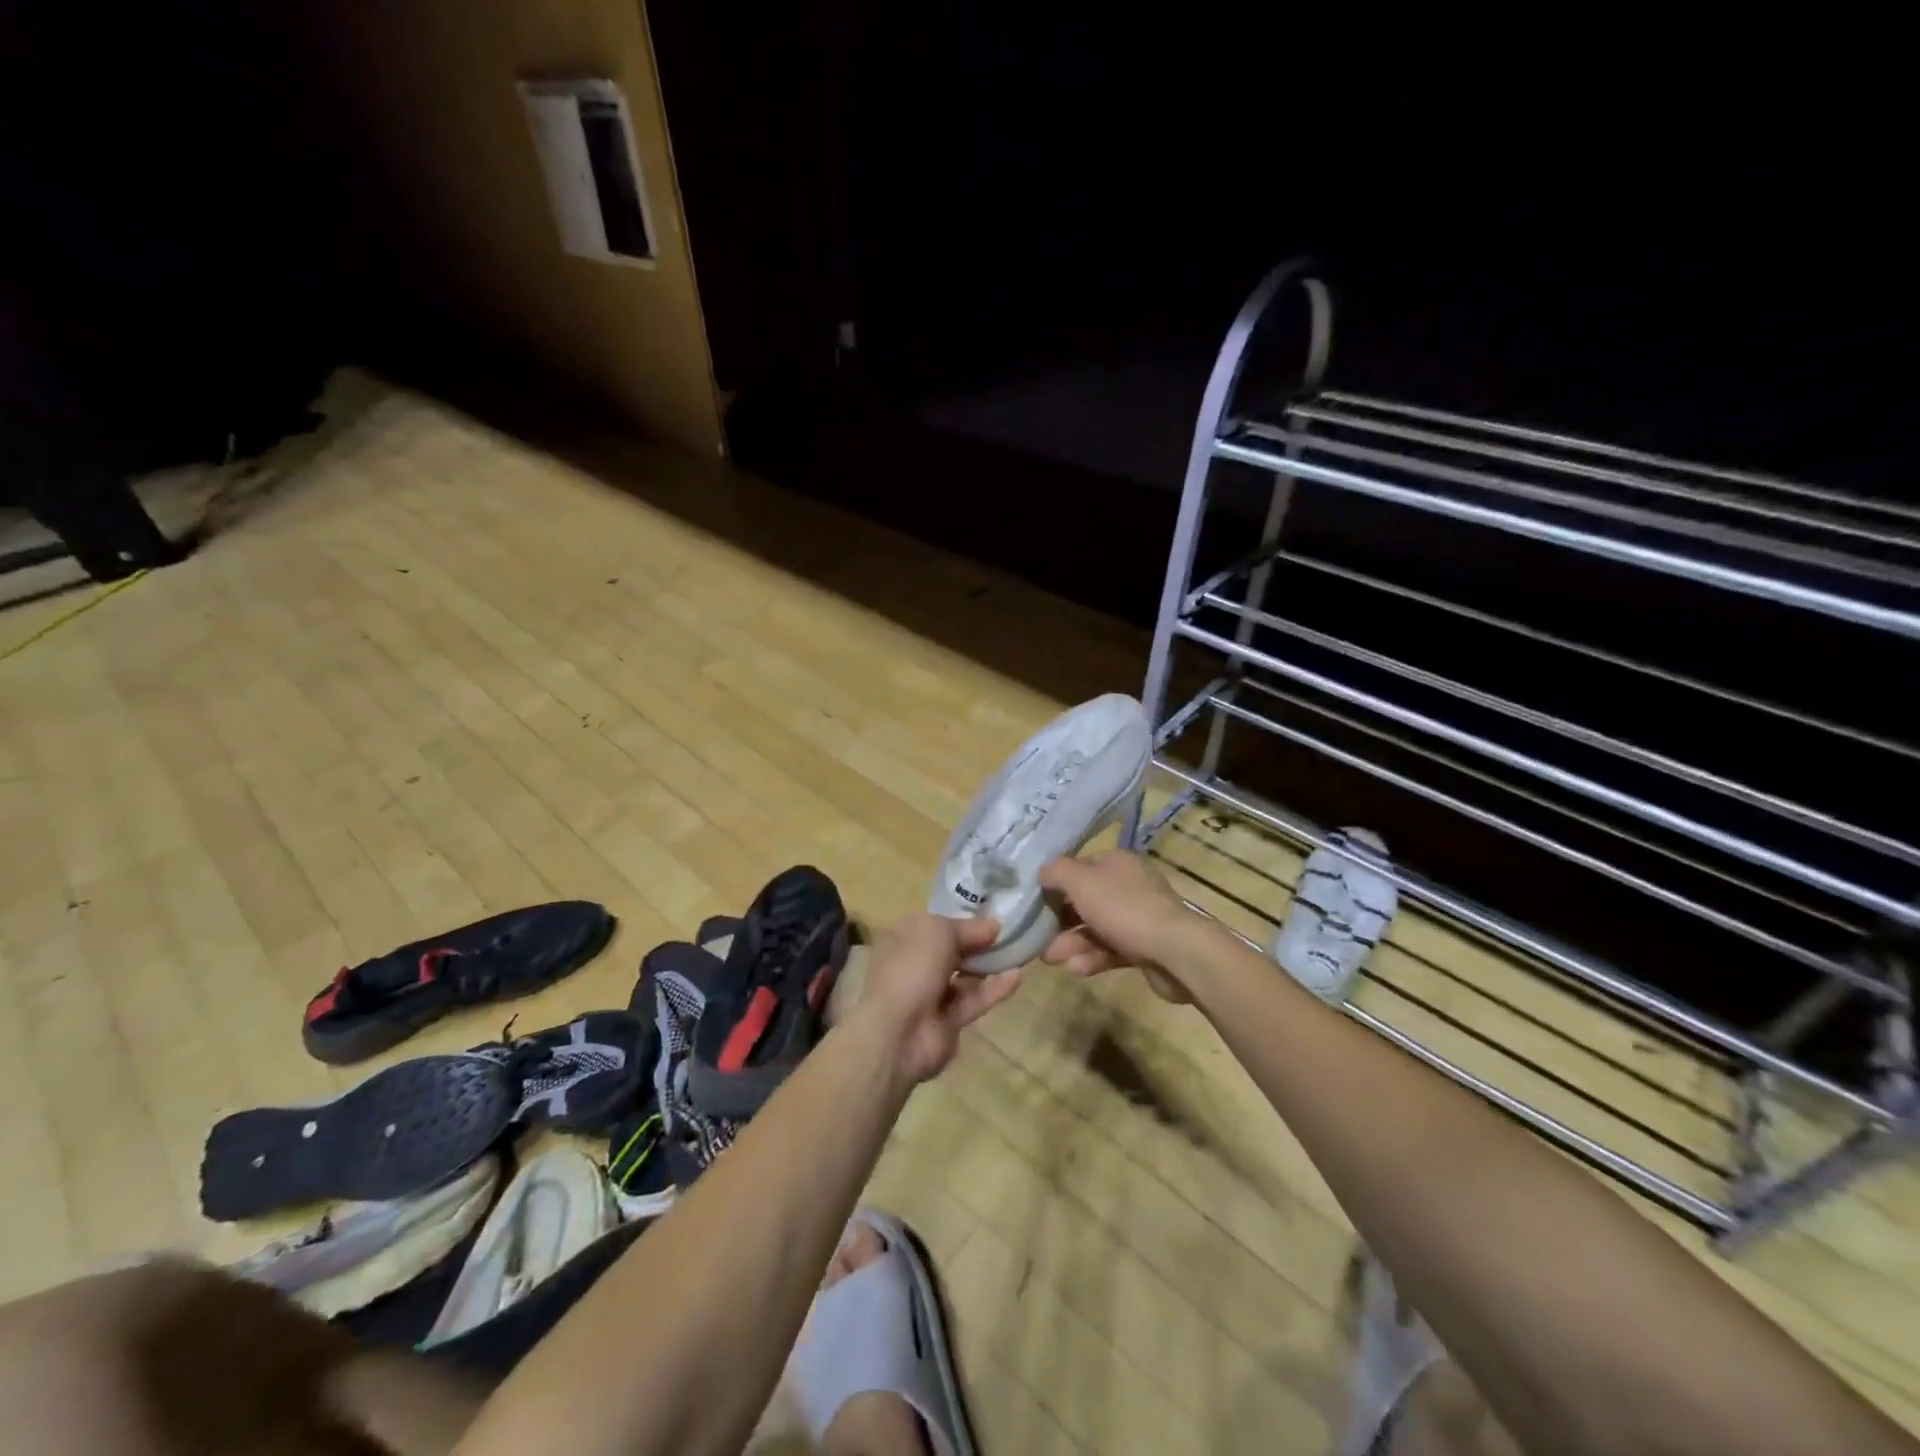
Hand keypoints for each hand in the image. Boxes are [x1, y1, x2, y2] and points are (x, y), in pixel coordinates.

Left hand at [854, 913, 1024, 1082]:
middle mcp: (914, 965)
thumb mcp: (939, 932)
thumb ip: (968, 928)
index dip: (960, 919)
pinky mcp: (948, 1022)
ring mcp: (931, 995)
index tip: (991, 915)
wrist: (898, 1032)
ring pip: (964, 976)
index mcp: (903, 939)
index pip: (934, 924)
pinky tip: (1018, 975)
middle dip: (977, 942)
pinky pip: (974, 1000)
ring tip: (1018, 951)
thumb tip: (994, 926)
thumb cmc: (911, 968)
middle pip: (951, 950)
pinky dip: (994, 989)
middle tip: (1009, 933)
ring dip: (988, 965)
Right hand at [1037, 851, 1198, 1002]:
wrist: (1176, 952)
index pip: (1078, 867)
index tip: (1034, 902)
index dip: (1055, 883)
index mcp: (1116, 863)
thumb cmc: (1124, 909)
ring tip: (1052, 960)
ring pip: (1094, 928)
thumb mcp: (1081, 882)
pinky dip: (1092, 958)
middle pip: (1084, 901)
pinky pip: (1110, 950)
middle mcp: (1127, 886)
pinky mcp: (1143, 947)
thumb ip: (1056, 872)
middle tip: (1038, 939)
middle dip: (1059, 921)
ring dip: (1071, 943)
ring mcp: (1137, 918)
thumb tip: (1042, 873)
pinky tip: (1077, 970)